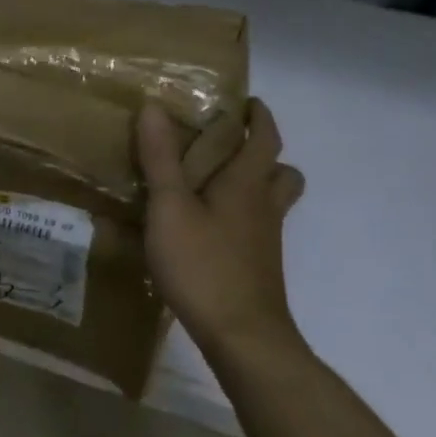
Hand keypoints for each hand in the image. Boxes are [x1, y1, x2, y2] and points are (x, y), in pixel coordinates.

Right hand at [136, 99, 306, 371]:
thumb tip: (154, 107)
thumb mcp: (170, 207)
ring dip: (256, 185)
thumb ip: (160, 159)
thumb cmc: (203, 264)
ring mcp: (264, 240)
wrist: (241, 335)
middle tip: (229, 146)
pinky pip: (256, 227)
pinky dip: (240, 216)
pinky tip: (207, 227)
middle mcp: (264, 207)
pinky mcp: (257, 266)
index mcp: (247, 184)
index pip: (265, 138)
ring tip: (216, 184)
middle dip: (263, 153)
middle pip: (281, 171)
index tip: (246, 102)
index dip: (259, 116)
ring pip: (272, 202)